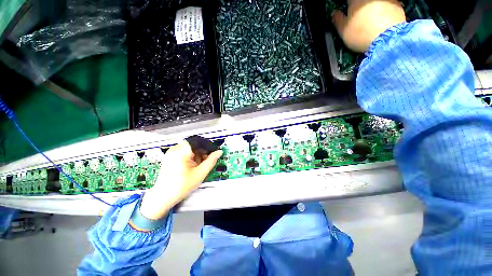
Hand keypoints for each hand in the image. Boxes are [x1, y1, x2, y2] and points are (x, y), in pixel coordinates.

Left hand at [139, 141, 221, 219]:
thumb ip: (211, 161)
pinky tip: (192, 166)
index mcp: (181, 151)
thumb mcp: (200, 173)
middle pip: (195, 145)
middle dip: (203, 152)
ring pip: (190, 148)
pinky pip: (184, 152)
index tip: (214, 154)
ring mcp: (171, 153)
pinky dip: (191, 157)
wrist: (163, 197)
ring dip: (197, 155)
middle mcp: (175, 149)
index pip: (199, 142)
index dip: (208, 147)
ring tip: (198, 166)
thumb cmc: (181, 186)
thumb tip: (219, 152)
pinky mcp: (170, 157)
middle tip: (206, 162)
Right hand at [332, 0, 405, 52]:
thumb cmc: (361, 34)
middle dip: (359, 7)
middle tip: (356, 16)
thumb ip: (338, 20)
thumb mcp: (343, 30)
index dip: (347, 5)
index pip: (348, 0)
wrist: (387, 39)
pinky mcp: (396, 4)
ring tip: (369, 21)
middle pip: (362, 1)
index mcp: (355, 0)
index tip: (346, 11)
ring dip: (371, 8)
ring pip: (374, 3)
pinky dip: (383, 11)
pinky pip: (386, 5)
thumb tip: (335, 14)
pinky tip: (380, 21)